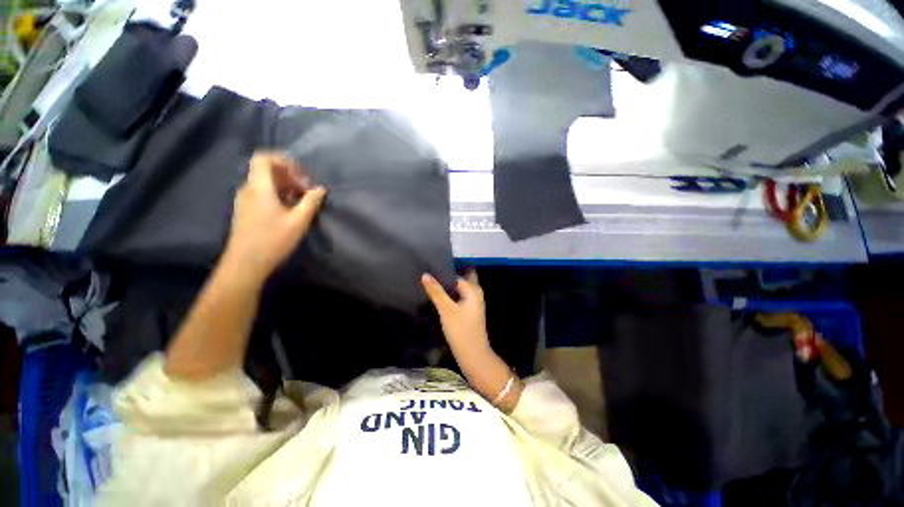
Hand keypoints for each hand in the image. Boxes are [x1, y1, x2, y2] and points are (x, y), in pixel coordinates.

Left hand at [224, 152, 326, 281]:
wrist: (246, 263)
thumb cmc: (273, 241)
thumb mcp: (299, 221)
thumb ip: (311, 202)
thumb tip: (320, 189)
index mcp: (259, 188)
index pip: (263, 159)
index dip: (283, 160)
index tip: (301, 174)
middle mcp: (248, 189)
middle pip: (266, 170)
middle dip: (289, 175)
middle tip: (307, 190)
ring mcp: (244, 200)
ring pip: (265, 182)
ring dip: (285, 186)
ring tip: (301, 201)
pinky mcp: (246, 210)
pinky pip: (262, 193)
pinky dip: (277, 194)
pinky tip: (290, 209)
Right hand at [422, 271, 522, 411]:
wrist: (473, 355)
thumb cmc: (461, 330)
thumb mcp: (446, 309)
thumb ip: (436, 291)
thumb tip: (425, 274)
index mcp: (473, 289)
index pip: (456, 274)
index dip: (443, 272)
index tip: (429, 268)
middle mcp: (475, 293)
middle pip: (459, 280)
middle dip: (446, 277)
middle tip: (429, 274)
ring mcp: (472, 303)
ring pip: (458, 289)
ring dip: (447, 287)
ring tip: (429, 283)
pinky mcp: (468, 311)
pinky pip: (458, 297)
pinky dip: (449, 295)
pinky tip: (437, 296)